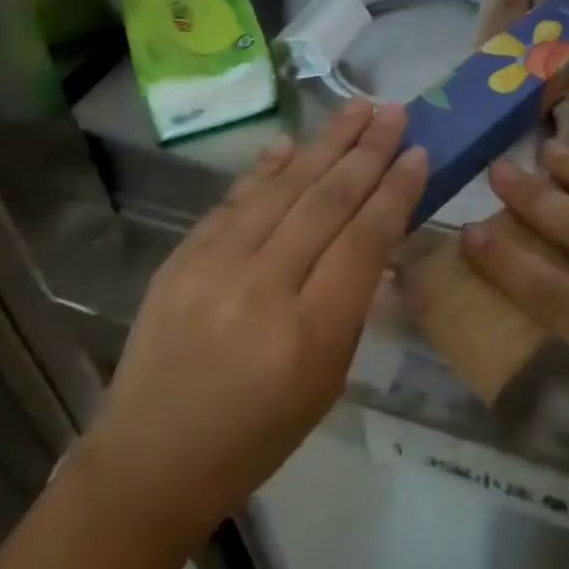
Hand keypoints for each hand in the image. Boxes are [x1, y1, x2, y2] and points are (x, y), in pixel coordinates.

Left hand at [79, 99, 425, 550]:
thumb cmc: (255, 437)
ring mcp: (214, 266)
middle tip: (395, 113)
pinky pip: (234, 201)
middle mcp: (262, 287)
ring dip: (324, 144)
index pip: (364, 240)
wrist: (151, 459)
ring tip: (356, 109)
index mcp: (309, 332)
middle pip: (326, 202)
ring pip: (282, 189)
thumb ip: (350, 304)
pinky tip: (292, 143)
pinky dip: (267, 169)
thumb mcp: (326, 383)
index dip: (395, 191)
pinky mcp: (181, 258)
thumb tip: (371, 236)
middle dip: (367, 152)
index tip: (418, 153)